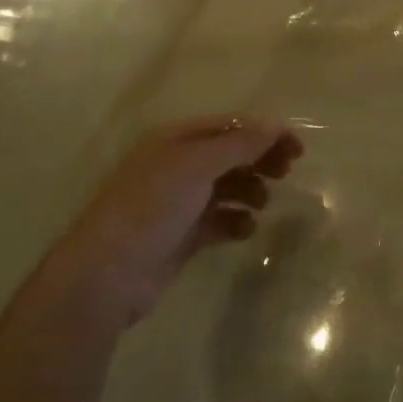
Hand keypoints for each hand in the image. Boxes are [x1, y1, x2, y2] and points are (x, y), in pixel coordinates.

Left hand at [43, 115, 301, 330]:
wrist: (104, 276)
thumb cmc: (152, 207)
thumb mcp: (198, 166)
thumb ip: (241, 144)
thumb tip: (276, 126)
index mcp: (176, 139)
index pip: (231, 125)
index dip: (265, 132)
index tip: (297, 149)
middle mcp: (177, 165)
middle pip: (231, 154)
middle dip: (260, 160)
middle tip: (287, 172)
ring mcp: (178, 202)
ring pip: (227, 186)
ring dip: (250, 190)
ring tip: (262, 204)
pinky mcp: (181, 236)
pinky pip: (219, 220)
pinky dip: (236, 221)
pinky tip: (245, 229)